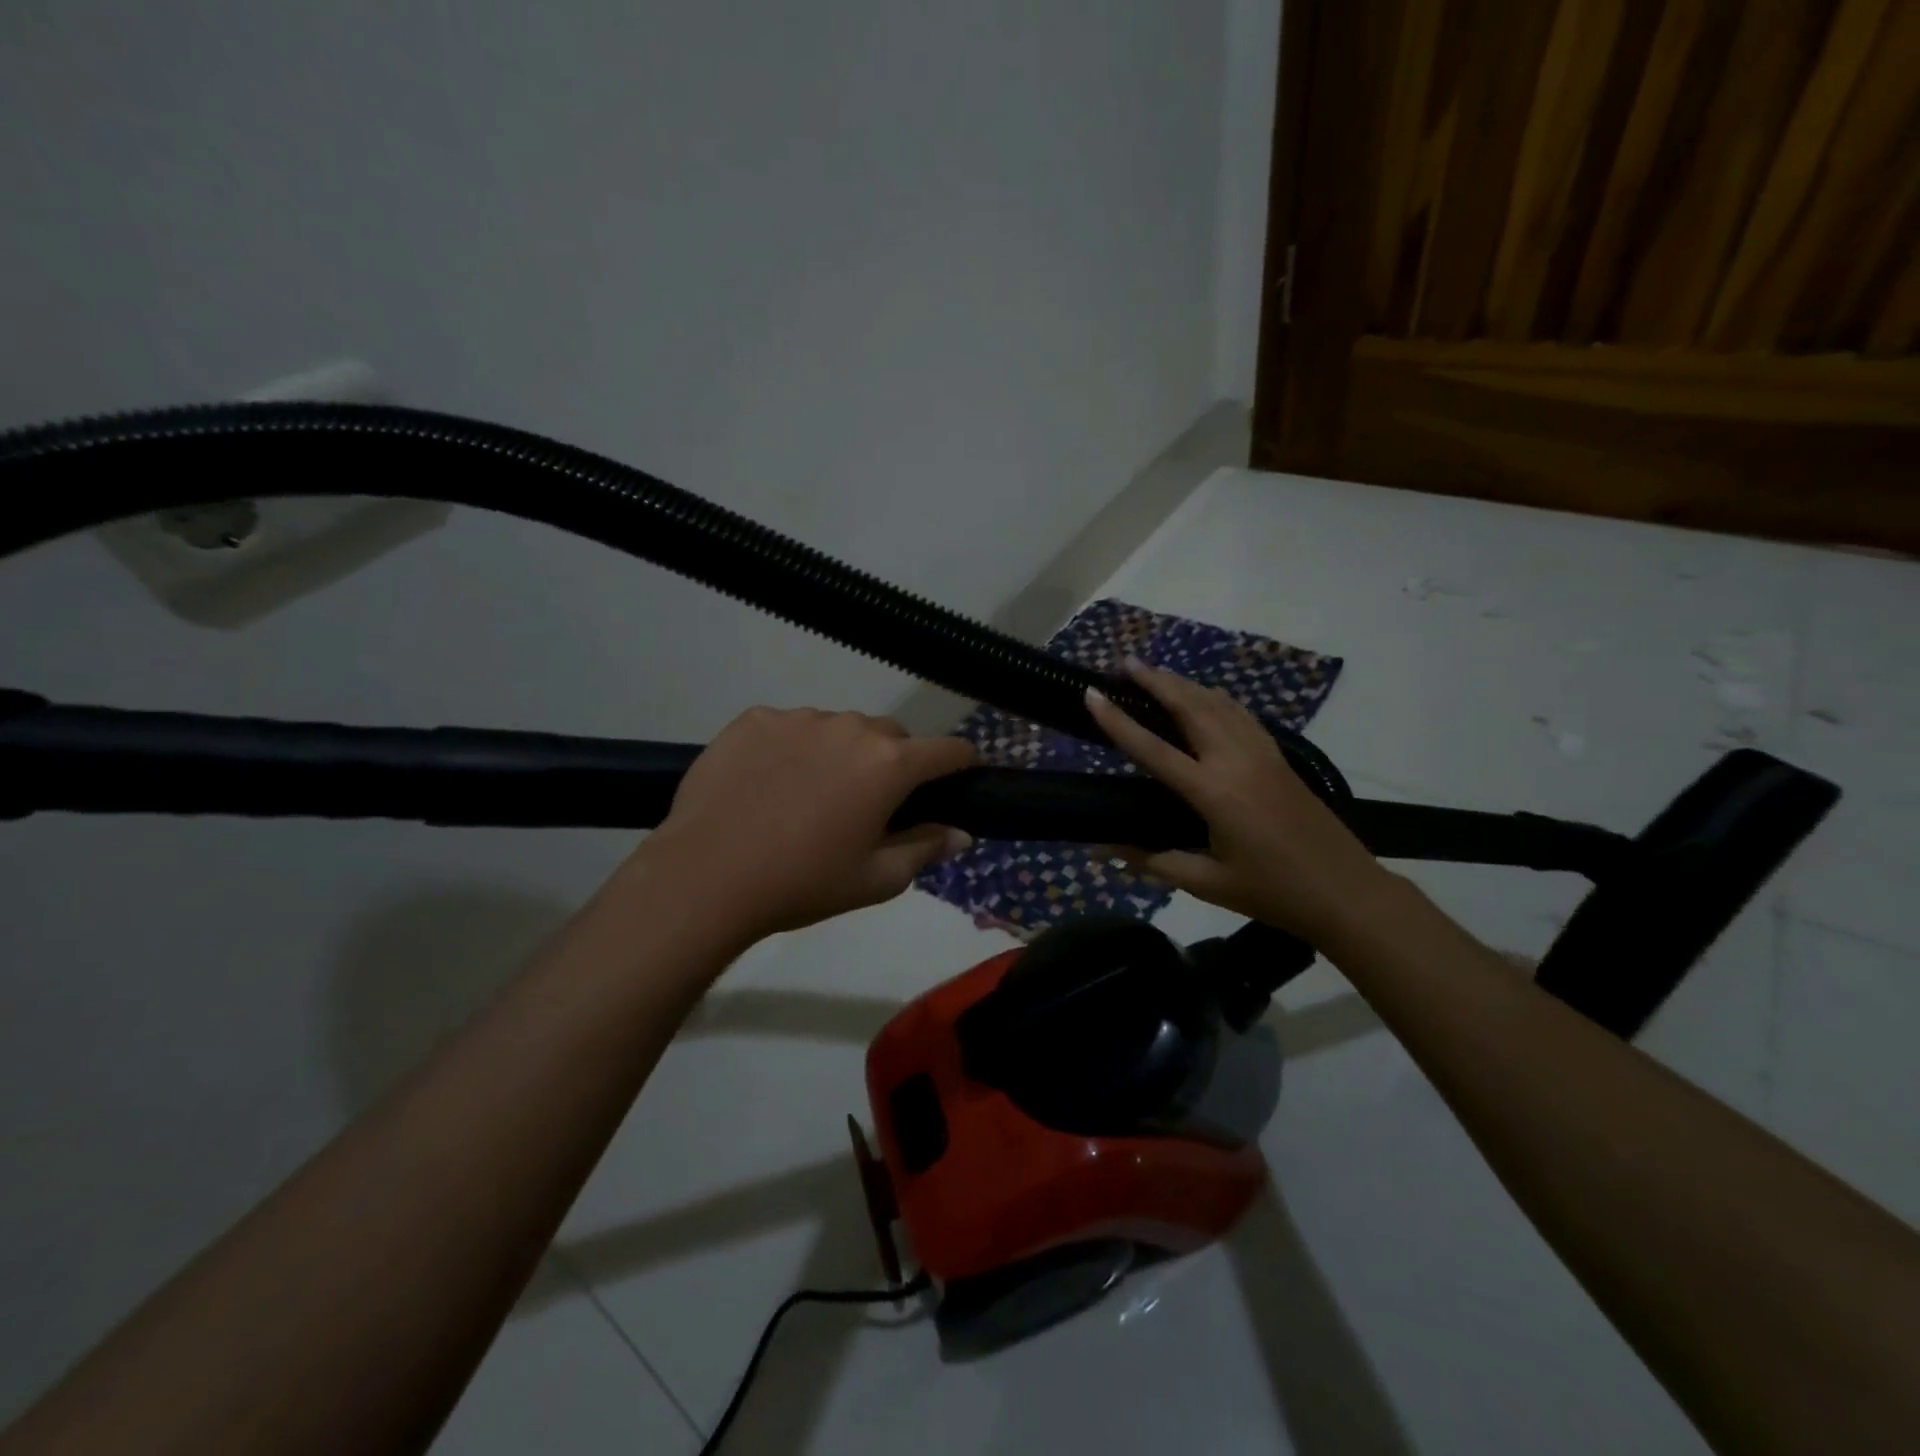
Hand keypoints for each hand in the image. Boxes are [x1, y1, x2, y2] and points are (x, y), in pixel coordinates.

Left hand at [628, 706, 977, 944]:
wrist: (706, 875)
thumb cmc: (803, 882)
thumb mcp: (876, 880)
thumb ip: (926, 849)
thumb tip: (961, 834)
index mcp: (889, 764)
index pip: (948, 750)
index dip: (962, 764)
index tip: (960, 779)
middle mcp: (851, 727)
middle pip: (891, 736)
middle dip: (894, 762)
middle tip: (871, 803)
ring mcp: (799, 718)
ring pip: (839, 728)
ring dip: (841, 752)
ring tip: (812, 794)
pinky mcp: (754, 719)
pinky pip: (790, 727)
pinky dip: (793, 748)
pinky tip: (770, 783)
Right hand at [1085, 661, 1395, 944]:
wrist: (1347, 892)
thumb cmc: (1273, 892)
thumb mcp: (1208, 884)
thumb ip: (1154, 861)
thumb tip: (1104, 849)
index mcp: (1214, 793)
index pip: (1154, 749)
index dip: (1118, 722)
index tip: (1092, 695)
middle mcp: (1236, 761)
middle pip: (1190, 707)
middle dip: (1156, 681)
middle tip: (1125, 664)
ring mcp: (1261, 754)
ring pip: (1217, 703)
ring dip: (1184, 683)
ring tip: (1156, 672)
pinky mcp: (1278, 757)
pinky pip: (1240, 714)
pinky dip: (1215, 697)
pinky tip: (1205, 696)